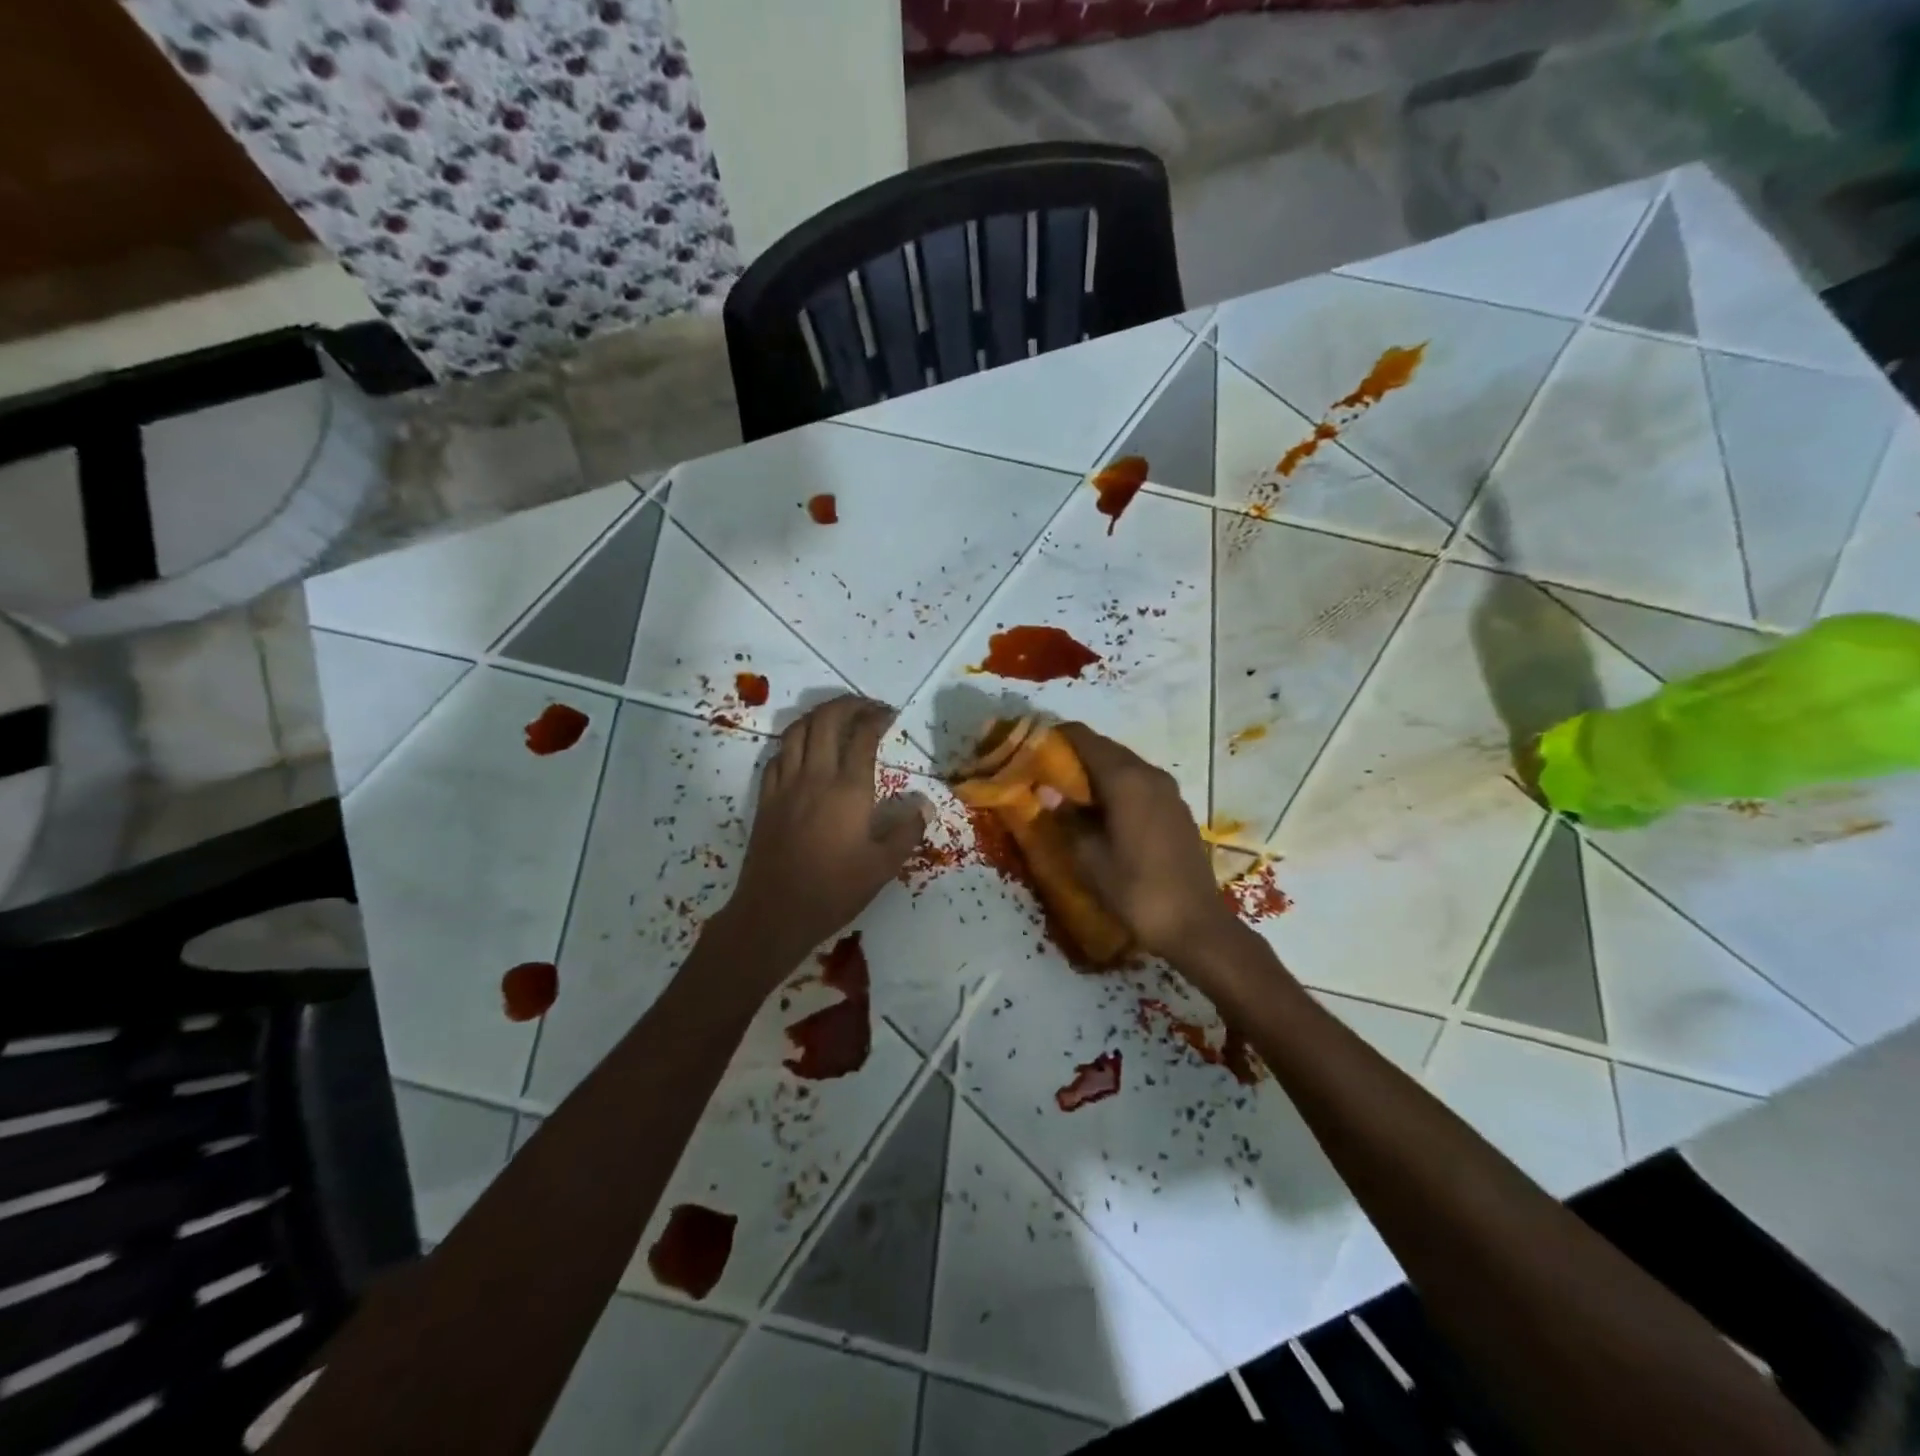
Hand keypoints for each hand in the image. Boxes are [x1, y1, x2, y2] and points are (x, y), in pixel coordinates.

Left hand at [725, 695, 929, 966]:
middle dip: (848, 705)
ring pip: (797, 730)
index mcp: (848, 789)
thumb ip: (907, 830)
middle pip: (826, 720)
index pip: (862, 736)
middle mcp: (815, 776)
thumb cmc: (834, 890)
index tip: (889, 715)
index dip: (876, 718)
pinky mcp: (766, 798)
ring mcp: (785, 785)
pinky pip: (778, 755)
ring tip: (836, 718)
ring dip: (818, 716)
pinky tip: (803, 750)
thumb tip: (924, 804)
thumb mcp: (883, 866)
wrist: (774, 912)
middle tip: (867, 708)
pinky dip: (794, 741)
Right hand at [1054, 722, 1236, 961]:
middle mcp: (1150, 774)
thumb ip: (1066, 817)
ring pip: (1123, 766)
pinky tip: (1099, 812)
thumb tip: (1046, 791)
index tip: (1028, 748)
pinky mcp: (1176, 808)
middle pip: (1104, 748)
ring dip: (1094, 772)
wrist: (1194, 925)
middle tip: (1041, 773)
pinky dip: (1115, 786)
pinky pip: (1138, 783)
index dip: (1054, 737)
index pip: (1083, 738)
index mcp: (1126, 779)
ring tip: (1066, 793)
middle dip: (1072, 755)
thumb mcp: (1089, 857)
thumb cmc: (1136, 889)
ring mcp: (1168, 791)